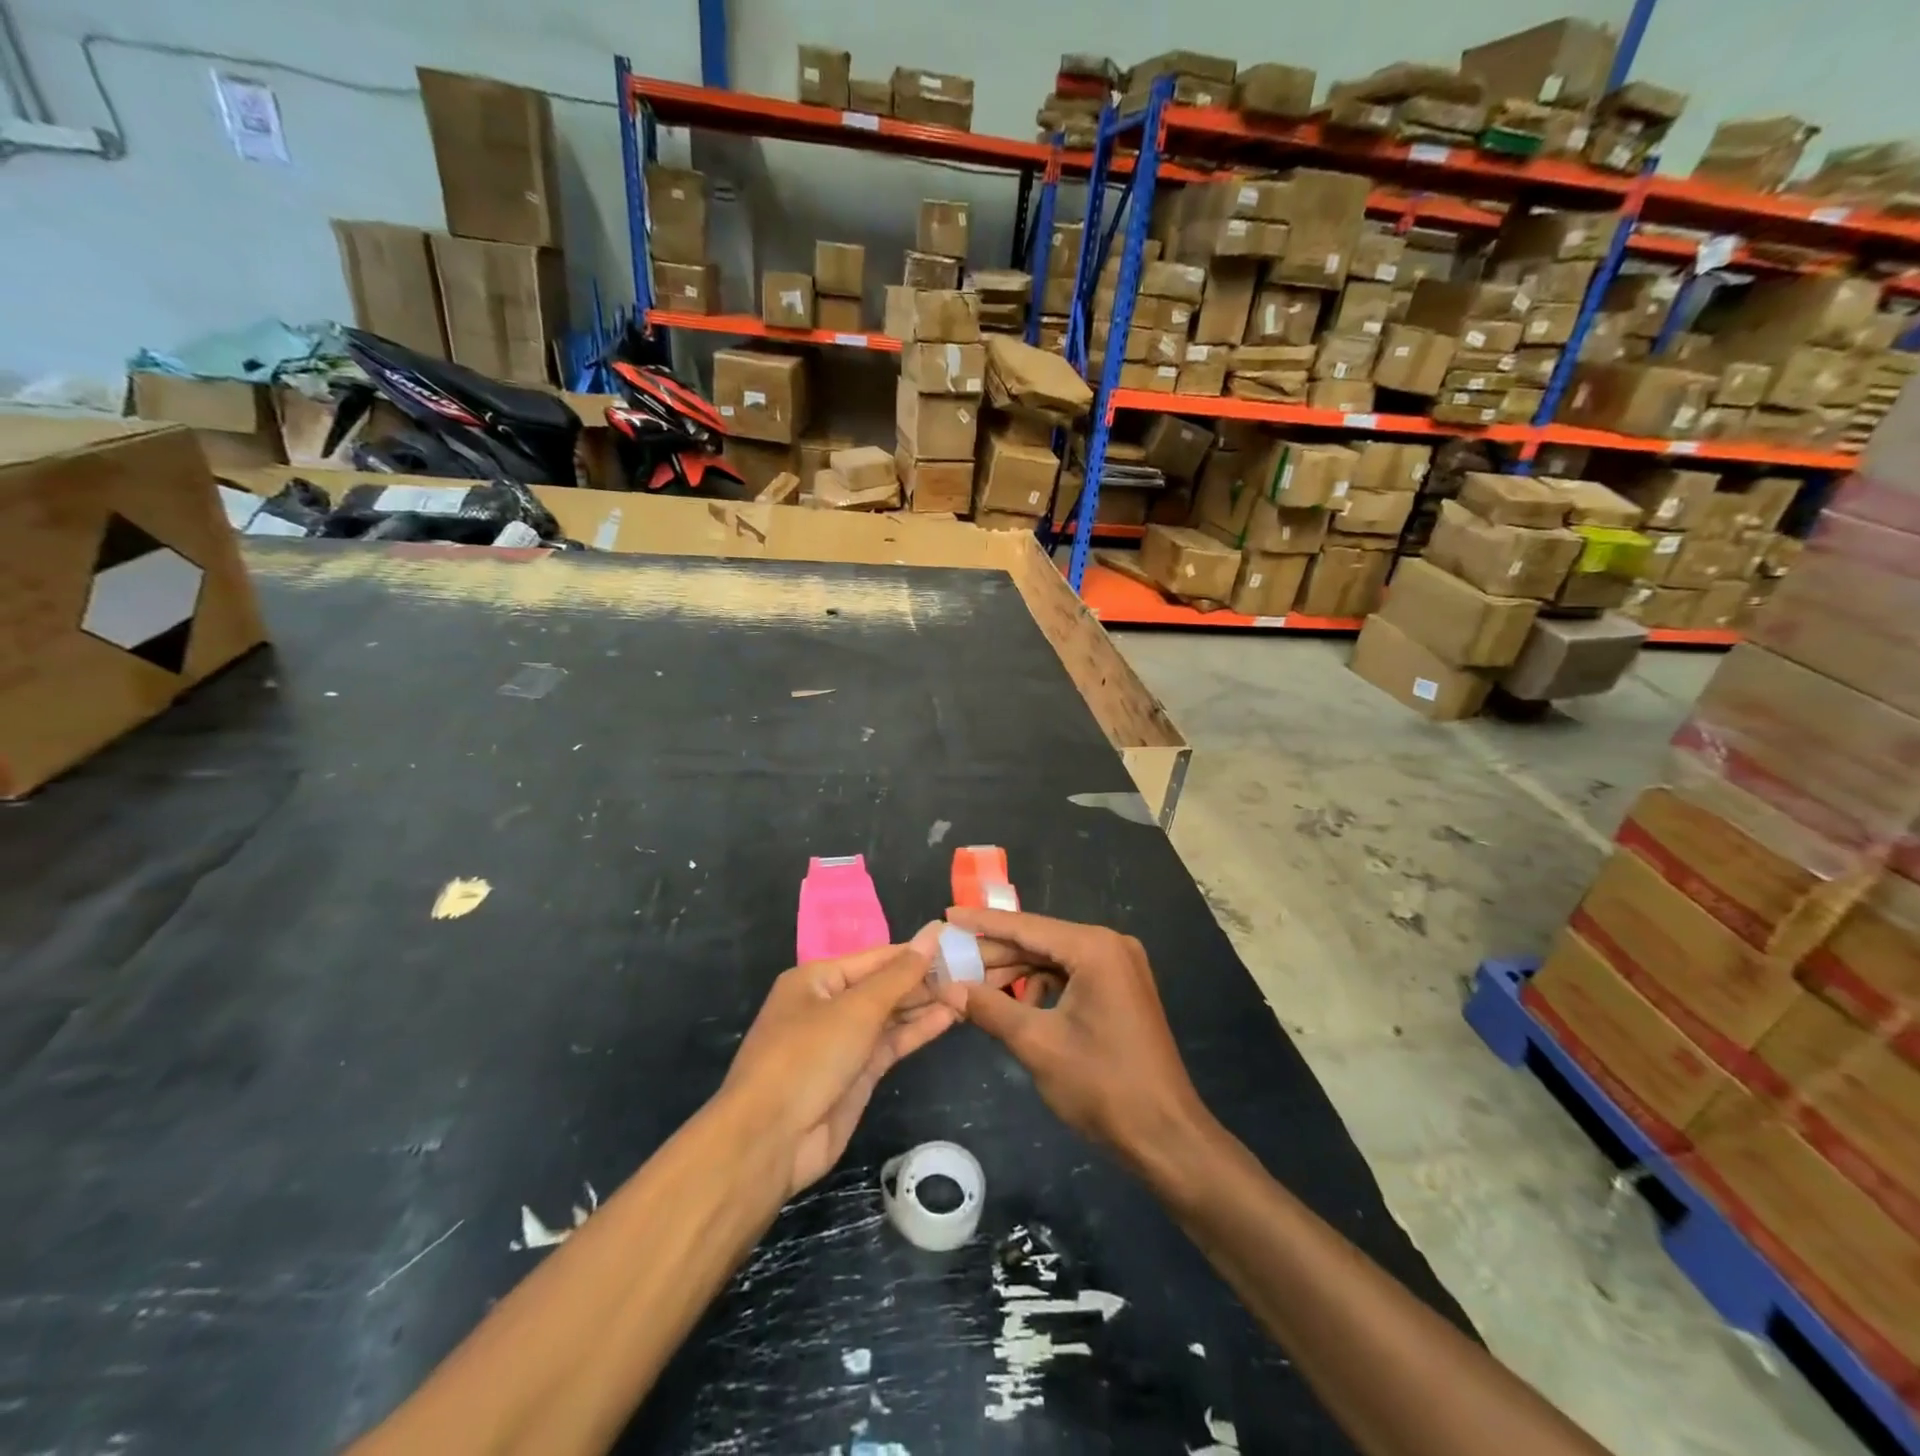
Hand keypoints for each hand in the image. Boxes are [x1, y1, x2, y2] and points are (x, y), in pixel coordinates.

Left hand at [721, 925, 959, 1196]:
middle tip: (972, 971)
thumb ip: (899, 974)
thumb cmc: (808, 1056)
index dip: (915, 951)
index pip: (876, 957)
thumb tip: (932, 935)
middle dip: (924, 980)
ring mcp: (843, 1042)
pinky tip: (949, 1017)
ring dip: (926, 1005)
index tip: (956, 943)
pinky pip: (891, 1044)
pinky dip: (917, 1031)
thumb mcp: (856, 1008)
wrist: (770, 1139)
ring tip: (968, 992)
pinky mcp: (856, 1075)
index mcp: (817, 978)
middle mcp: (829, 1005)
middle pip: (884, 985)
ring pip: (891, 1016)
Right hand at [935, 909, 1207, 1170]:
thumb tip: (948, 987)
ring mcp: (1119, 967)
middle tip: (950, 962)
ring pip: (1053, 960)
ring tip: (974, 990)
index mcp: (1094, 948)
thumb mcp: (1037, 1044)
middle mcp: (1110, 946)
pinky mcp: (1121, 990)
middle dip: (996, 955)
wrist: (1166, 1136)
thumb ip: (990, 1008)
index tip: (946, 915)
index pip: (1026, 927)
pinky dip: (1041, 989)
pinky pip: (1070, 977)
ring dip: (1016, 974)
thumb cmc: (1102, 1086)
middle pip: (1039, 942)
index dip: (982, 923)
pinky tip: (1015, 1009)